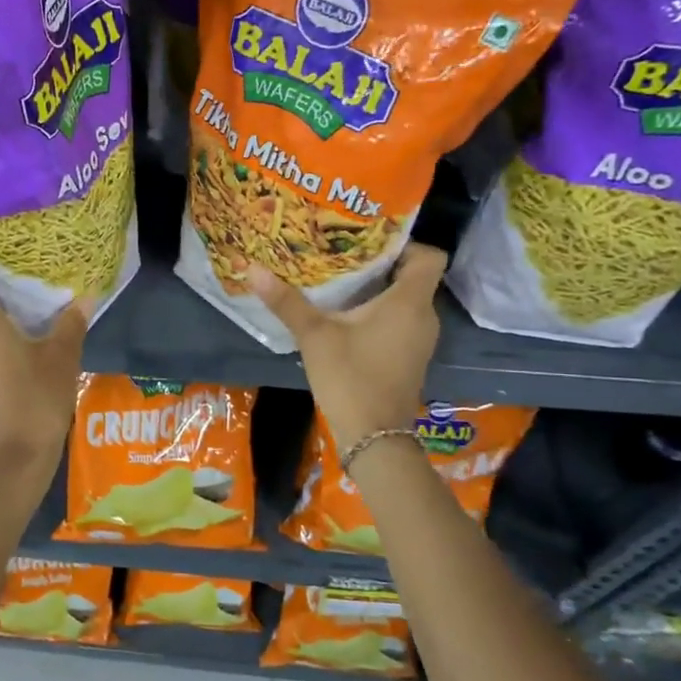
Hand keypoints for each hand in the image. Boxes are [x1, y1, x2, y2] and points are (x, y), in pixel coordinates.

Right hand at [247, 244, 445, 449]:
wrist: (374, 437)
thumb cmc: (350, 377)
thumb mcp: (314, 335)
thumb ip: (286, 301)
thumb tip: (252, 268)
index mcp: (408, 302)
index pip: (429, 256)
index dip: (405, 244)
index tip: (368, 243)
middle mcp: (423, 316)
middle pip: (413, 276)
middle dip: (381, 264)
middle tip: (343, 254)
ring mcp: (420, 340)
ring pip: (406, 300)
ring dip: (379, 290)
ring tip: (341, 280)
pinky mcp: (411, 357)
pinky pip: (401, 321)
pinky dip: (381, 313)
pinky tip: (349, 316)